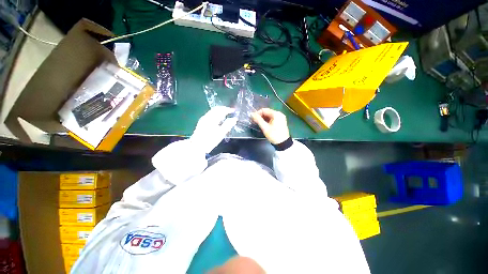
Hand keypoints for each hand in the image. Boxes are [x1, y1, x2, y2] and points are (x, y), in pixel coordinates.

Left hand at [191, 106, 237, 152]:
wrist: (197, 146)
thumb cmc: (210, 140)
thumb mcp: (221, 133)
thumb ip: (228, 125)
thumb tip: (234, 119)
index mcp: (212, 118)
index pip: (221, 110)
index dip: (228, 109)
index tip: (234, 110)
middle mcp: (207, 117)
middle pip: (216, 109)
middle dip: (224, 109)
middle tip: (230, 111)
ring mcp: (203, 119)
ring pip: (212, 111)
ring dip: (219, 111)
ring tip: (225, 115)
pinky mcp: (201, 122)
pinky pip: (210, 115)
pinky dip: (216, 114)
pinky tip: (218, 119)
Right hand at [251, 108, 289, 144]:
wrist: (283, 143)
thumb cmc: (274, 135)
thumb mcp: (265, 128)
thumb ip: (258, 120)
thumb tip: (252, 114)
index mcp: (276, 114)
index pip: (264, 110)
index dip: (257, 113)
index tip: (253, 118)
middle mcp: (279, 114)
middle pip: (267, 112)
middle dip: (260, 116)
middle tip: (255, 121)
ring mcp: (281, 118)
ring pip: (269, 116)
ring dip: (263, 119)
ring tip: (259, 123)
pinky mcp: (281, 122)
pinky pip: (272, 118)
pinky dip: (267, 120)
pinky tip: (264, 125)